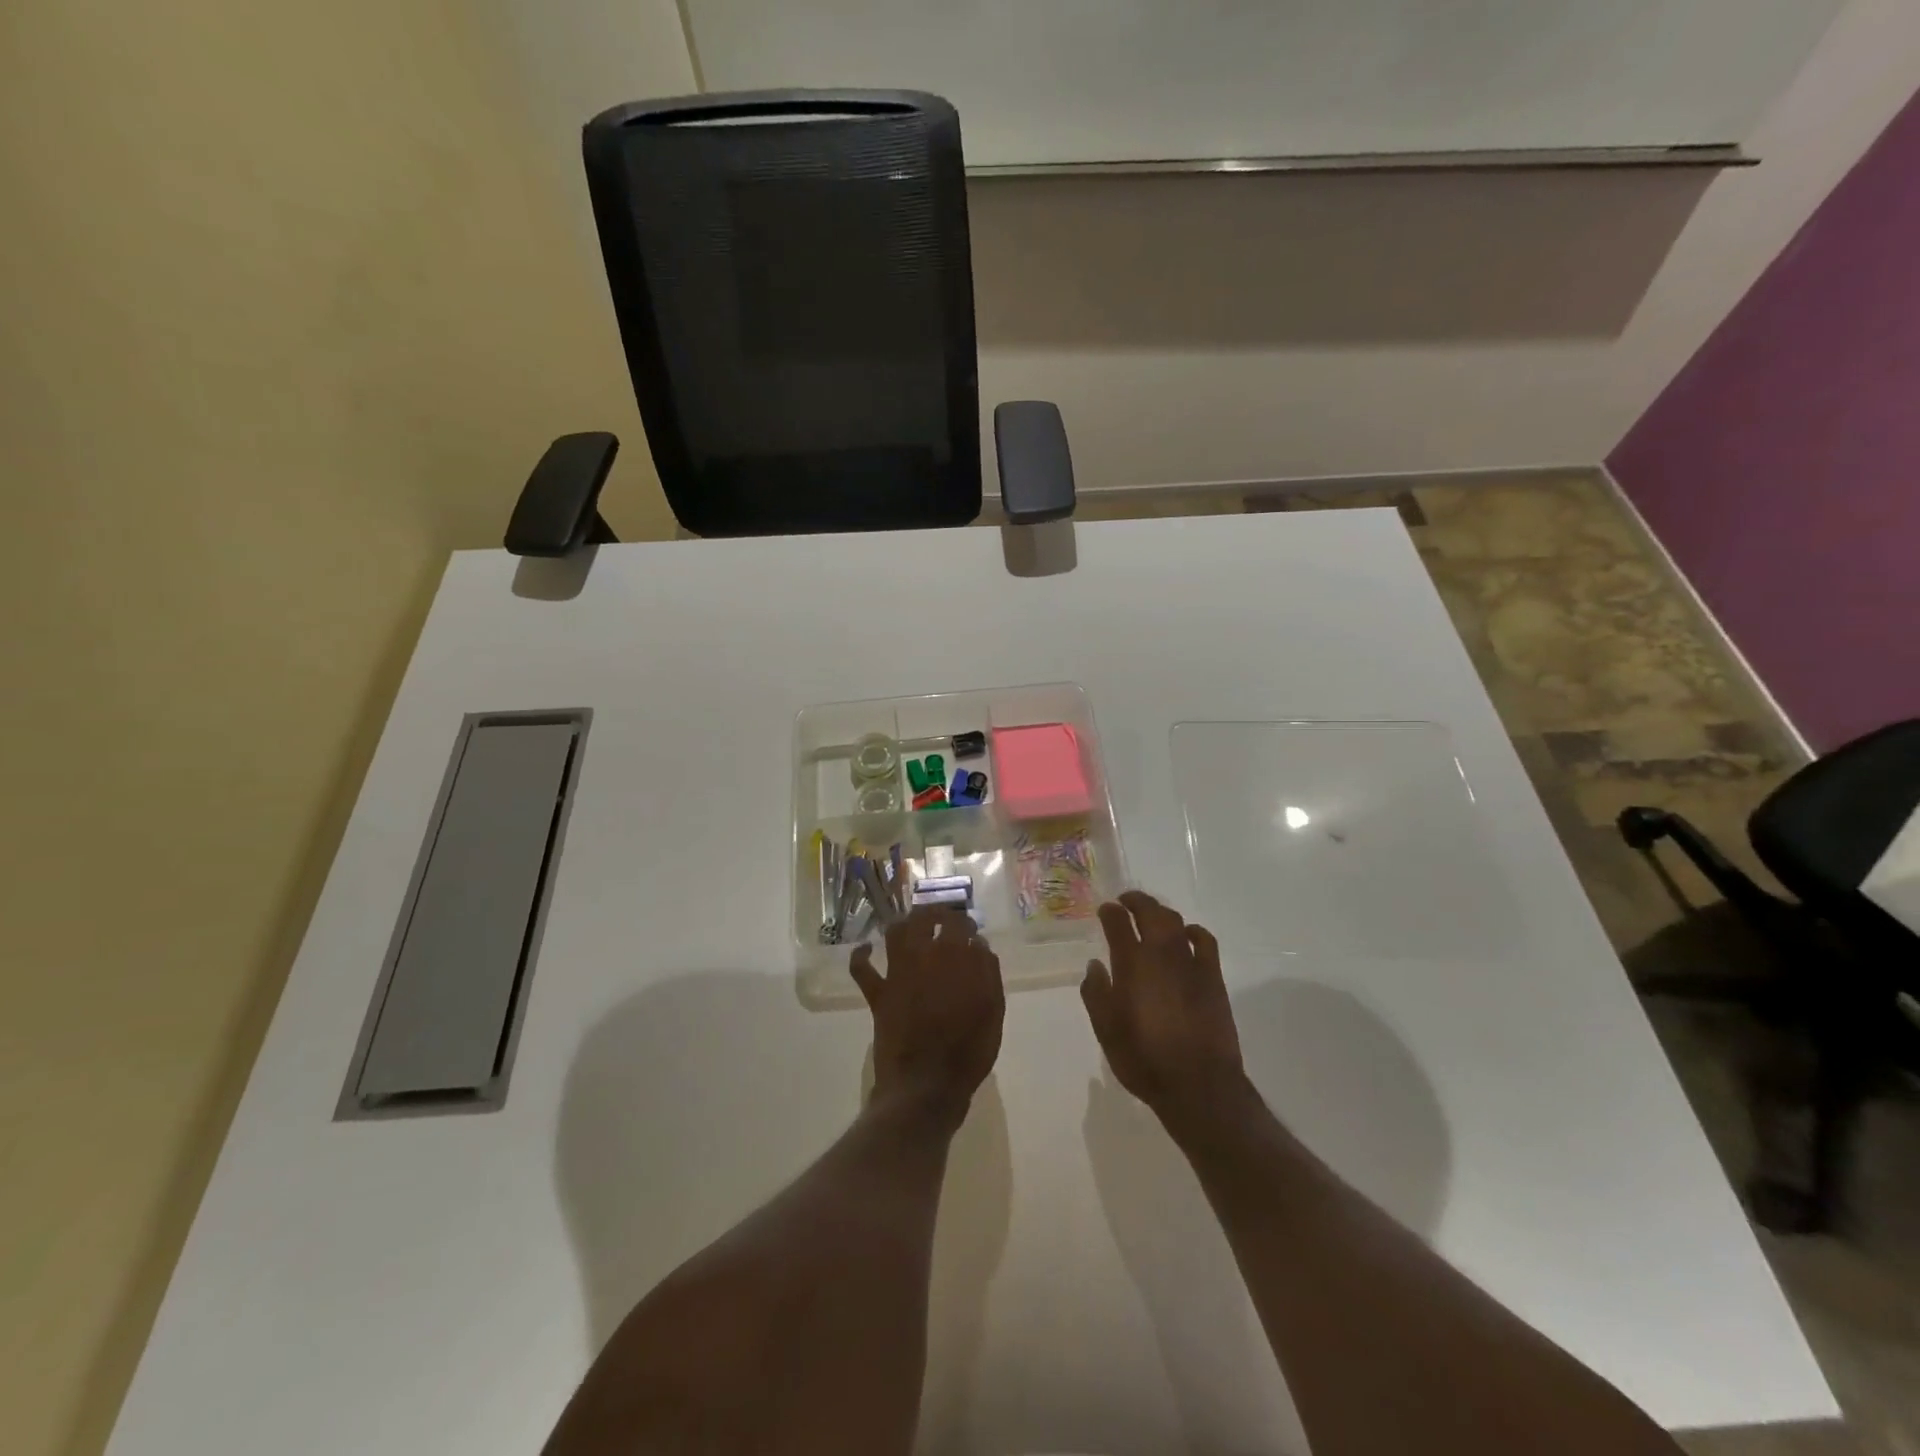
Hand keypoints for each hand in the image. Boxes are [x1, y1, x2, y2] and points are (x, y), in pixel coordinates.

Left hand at [851, 908, 1003, 1128]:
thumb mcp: (993, 1012)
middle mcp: (926, 955)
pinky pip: (862, 969)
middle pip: (927, 918)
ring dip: (905, 923)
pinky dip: (861, 956)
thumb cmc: (968, 1052)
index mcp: (958, 958)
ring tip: (912, 925)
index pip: (962, 925)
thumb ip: (988, 973)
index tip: (971, 933)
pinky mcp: (879, 993)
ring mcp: (898, 973)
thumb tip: (979, 945)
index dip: (966, 925)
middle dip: (937, 914)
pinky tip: (866, 949)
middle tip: (944, 921)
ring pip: (896, 931)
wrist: (927, 1085)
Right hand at [1081, 891, 1245, 1123]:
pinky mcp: (1213, 976)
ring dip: (1161, 912)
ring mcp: (1191, 962)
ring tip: (1152, 915)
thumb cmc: (1144, 1059)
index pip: (1118, 923)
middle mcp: (1161, 954)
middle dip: (1136, 901)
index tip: (1104, 910)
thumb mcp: (1106, 1030)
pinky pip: (1205, 941)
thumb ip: (1096, 993)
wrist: (1198, 1085)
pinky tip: (1188, 935)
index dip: (1110, 912)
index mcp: (1131, 963)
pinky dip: (1194, 932)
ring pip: (1175, 922)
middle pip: (1150, 912)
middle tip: (1126, 901)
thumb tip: (1095, 965)